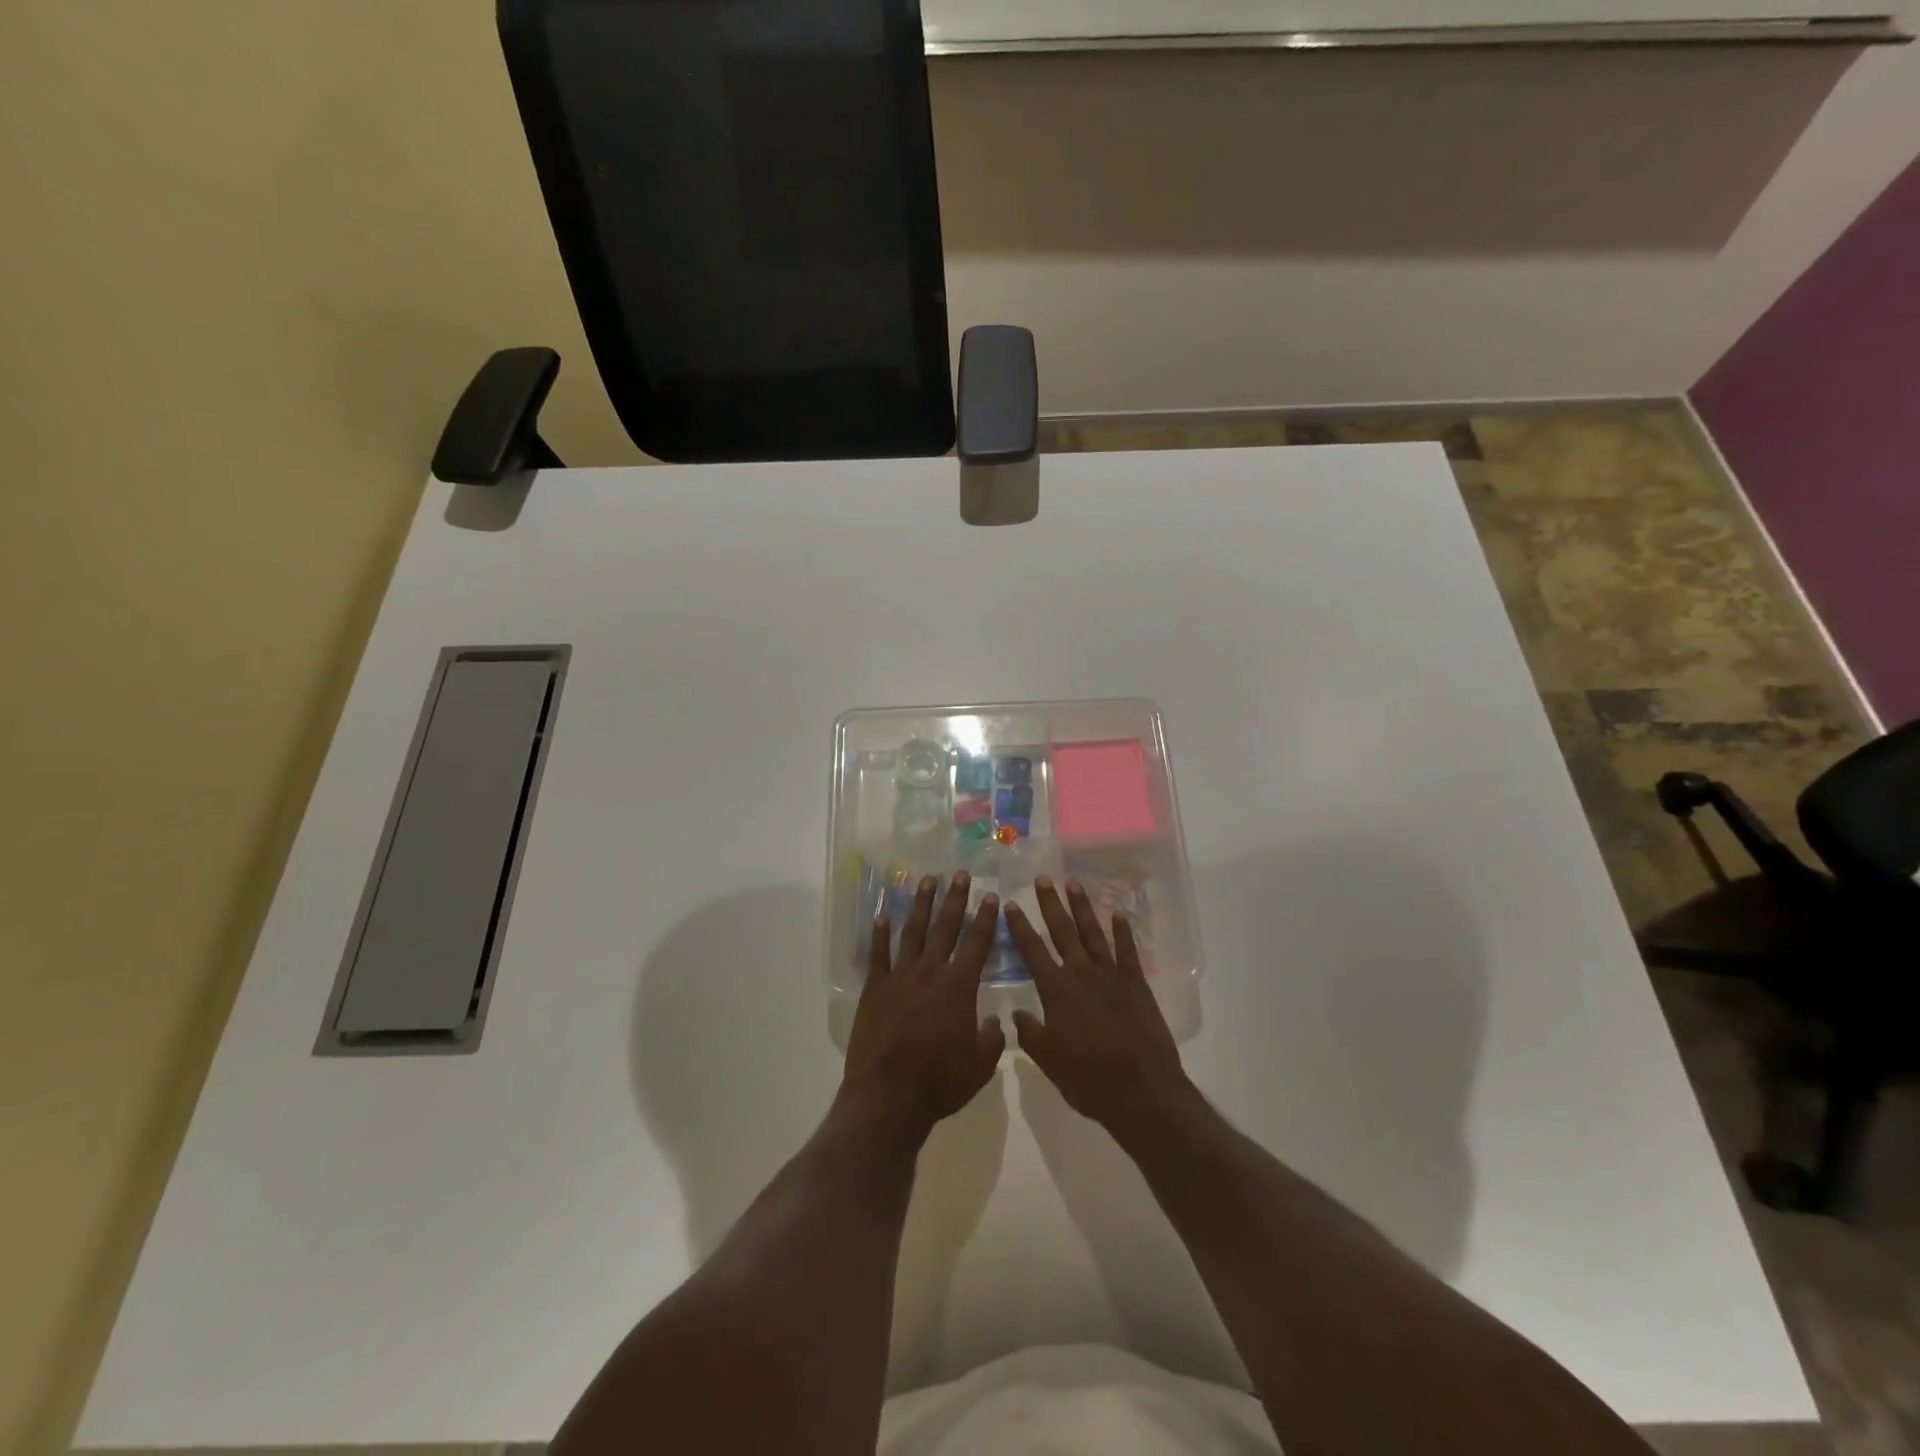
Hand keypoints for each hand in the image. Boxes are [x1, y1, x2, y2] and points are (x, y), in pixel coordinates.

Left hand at [841, 871, 1005, 1141]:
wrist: (888, 1097)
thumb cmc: (940, 1083)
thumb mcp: (980, 1066)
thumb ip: (992, 1038)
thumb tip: (996, 1021)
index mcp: (959, 987)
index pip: (977, 944)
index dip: (986, 919)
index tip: (991, 896)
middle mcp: (930, 973)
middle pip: (945, 928)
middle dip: (955, 899)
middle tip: (960, 874)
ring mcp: (899, 978)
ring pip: (913, 933)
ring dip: (922, 905)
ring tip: (927, 881)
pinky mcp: (874, 990)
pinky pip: (878, 955)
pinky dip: (880, 934)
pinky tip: (883, 915)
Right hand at [1004, 876, 1190, 1137]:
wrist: (1142, 1091)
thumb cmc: (1089, 1080)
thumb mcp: (1049, 1061)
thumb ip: (1031, 1034)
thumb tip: (1017, 1012)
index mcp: (1056, 991)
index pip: (1032, 951)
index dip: (1020, 927)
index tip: (1011, 904)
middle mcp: (1082, 974)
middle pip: (1062, 931)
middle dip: (1050, 904)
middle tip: (1042, 878)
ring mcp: (1112, 976)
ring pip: (1093, 933)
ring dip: (1082, 907)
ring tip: (1073, 883)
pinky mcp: (1136, 983)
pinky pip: (1128, 951)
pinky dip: (1123, 931)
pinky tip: (1118, 913)